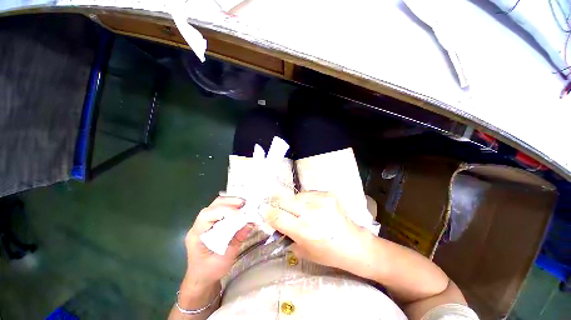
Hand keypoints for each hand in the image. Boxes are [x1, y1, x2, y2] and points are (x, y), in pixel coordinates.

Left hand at [183, 196, 252, 288]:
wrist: (200, 279)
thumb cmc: (210, 271)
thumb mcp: (225, 259)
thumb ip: (237, 240)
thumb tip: (251, 222)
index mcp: (196, 235)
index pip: (207, 215)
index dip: (224, 211)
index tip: (240, 214)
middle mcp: (198, 226)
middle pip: (212, 206)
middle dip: (229, 202)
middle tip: (245, 203)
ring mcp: (204, 223)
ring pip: (216, 205)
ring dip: (231, 203)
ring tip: (244, 205)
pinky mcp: (210, 224)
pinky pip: (220, 210)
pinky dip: (231, 207)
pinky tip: (239, 209)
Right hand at [265, 191, 372, 273]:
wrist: (354, 244)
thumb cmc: (328, 253)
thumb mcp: (303, 251)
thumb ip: (286, 234)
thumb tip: (274, 220)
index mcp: (304, 231)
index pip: (277, 216)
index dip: (267, 212)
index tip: (263, 210)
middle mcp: (312, 213)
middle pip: (283, 200)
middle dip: (276, 204)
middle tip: (276, 207)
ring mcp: (321, 200)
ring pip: (295, 195)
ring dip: (292, 202)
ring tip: (298, 209)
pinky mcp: (328, 194)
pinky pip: (308, 194)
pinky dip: (305, 200)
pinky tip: (311, 207)